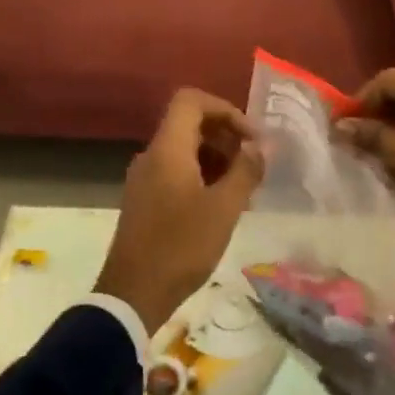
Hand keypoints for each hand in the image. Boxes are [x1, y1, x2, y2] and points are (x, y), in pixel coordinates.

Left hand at [95, 88, 263, 334]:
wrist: (133, 294)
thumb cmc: (181, 246)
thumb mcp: (224, 209)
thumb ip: (246, 171)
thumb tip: (261, 146)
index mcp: (167, 149)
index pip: (191, 101)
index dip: (225, 110)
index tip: (251, 137)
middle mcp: (152, 156)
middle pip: (189, 124)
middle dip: (226, 137)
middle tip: (254, 165)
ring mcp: (144, 179)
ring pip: (184, 150)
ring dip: (217, 159)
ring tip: (244, 188)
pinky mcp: (144, 200)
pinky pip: (176, 172)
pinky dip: (202, 176)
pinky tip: (222, 205)